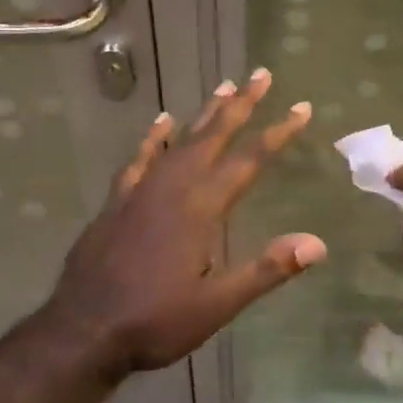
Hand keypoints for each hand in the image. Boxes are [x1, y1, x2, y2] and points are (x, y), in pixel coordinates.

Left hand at [43, 69, 325, 380]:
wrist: (85, 328)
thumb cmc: (156, 320)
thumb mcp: (217, 304)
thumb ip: (266, 270)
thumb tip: (317, 243)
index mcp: (202, 207)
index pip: (249, 160)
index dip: (278, 132)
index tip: (301, 108)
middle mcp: (174, 186)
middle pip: (214, 135)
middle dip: (241, 104)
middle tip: (260, 74)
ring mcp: (142, 188)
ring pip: (180, 139)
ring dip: (204, 113)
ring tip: (224, 87)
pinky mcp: (118, 199)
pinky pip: (140, 157)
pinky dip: (153, 137)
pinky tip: (161, 122)